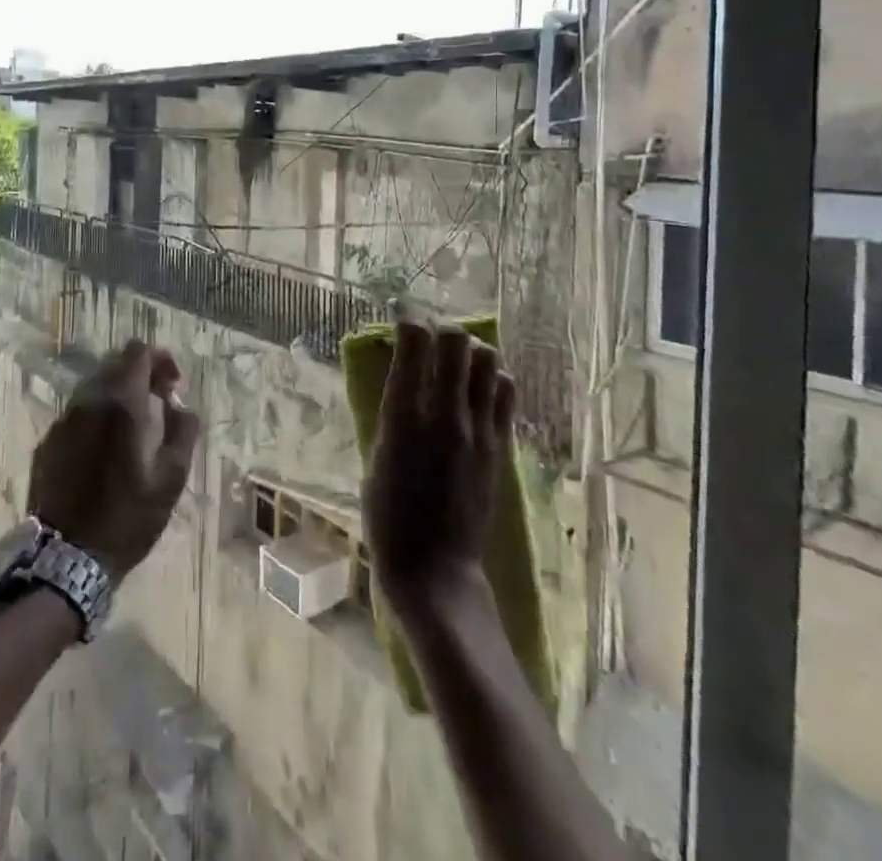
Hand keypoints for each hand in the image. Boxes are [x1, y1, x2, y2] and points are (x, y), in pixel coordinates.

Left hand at [28, 341, 201, 580]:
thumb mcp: (171, 478)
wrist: (66, 559)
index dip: (160, 359)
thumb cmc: (127, 517)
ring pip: (93, 386)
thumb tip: (181, 405)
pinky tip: (105, 449)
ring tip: (133, 427)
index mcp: (120, 402)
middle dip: (140, 374)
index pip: (137, 351)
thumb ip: (184, 430)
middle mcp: (87, 400)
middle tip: (158, 403)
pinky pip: (77, 413)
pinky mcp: (48, 442)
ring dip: (117, 394)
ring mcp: (63, 420)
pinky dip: (96, 416)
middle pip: (114, 363)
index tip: (173, 386)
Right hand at [363, 319, 515, 620]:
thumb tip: (402, 377)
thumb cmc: (387, 517)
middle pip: (456, 341)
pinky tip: (479, 389)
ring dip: (471, 352)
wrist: (435, 569)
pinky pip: (505, 393)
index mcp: (403, 415)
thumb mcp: (376, 456)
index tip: (401, 311)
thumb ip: (392, 412)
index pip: (414, 341)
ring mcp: (478, 429)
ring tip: (458, 361)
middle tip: (430, 337)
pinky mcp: (500, 447)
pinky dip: (492, 379)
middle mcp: (444, 413)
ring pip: (488, 360)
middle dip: (441, 327)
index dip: (408, 316)